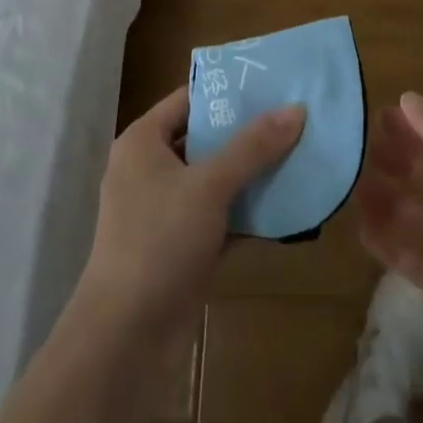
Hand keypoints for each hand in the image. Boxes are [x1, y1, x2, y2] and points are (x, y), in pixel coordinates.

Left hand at [76, 86, 305, 339]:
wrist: (125, 339)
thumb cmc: (159, 241)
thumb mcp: (209, 186)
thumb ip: (253, 147)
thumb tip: (296, 109)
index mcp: (143, 141)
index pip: (189, 99)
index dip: (227, 91)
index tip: (270, 83)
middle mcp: (149, 168)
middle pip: (204, 137)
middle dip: (246, 133)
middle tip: (292, 118)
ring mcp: (162, 210)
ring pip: (213, 179)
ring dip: (249, 173)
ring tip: (297, 154)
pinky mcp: (178, 247)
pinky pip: (217, 215)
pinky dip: (244, 211)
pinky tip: (284, 206)